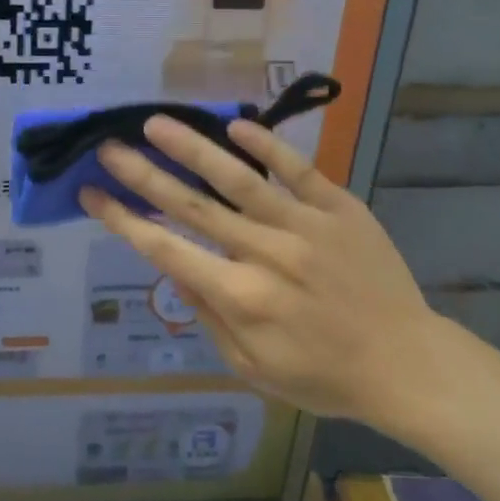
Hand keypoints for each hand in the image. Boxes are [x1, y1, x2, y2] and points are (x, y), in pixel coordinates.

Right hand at [83, 119, 456, 435]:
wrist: (408, 364)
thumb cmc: (324, 376)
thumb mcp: (253, 367)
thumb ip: (210, 317)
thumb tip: (176, 270)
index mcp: (241, 297)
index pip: (167, 250)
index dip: (124, 221)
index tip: (92, 194)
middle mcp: (265, 254)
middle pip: (192, 207)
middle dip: (142, 176)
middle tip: (108, 148)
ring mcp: (304, 226)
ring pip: (237, 180)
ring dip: (191, 149)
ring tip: (156, 124)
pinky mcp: (339, 208)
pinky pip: (298, 171)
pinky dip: (266, 147)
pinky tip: (234, 127)